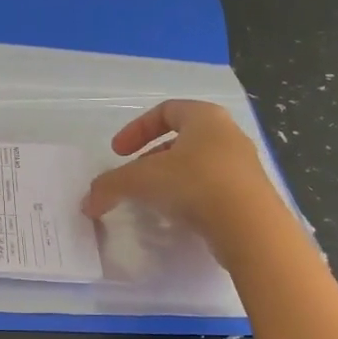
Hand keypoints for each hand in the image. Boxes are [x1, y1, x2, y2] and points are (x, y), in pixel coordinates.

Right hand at [81, 100, 286, 262]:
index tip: (118, 153)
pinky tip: (178, 218)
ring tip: (153, 202)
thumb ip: (110, 186)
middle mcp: (228, 135)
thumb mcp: (142, 181)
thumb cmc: (195, 185)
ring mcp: (243, 166)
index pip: (166, 110)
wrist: (250, 228)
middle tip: (134, 179)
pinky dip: (190, 198)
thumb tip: (87, 202)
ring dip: (170, 180)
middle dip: (151, 158)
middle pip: (182, 139)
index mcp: (205, 117)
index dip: (136, 129)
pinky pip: (212, 189)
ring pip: (197, 166)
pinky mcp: (250, 196)